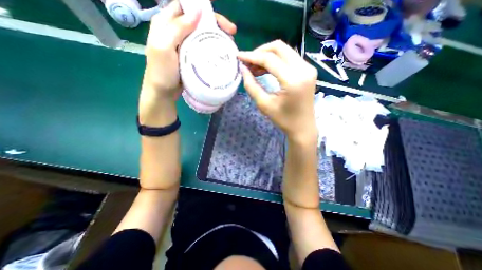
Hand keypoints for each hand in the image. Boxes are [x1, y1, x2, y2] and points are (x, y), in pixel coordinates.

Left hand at [142, 0, 236, 102]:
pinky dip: (213, 48)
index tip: (219, 19)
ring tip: (230, 43)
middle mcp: (176, 31)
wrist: (164, 92)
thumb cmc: (162, 72)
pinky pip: (204, 48)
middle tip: (231, 33)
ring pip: (203, 34)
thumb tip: (198, 12)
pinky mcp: (191, 57)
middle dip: (215, 24)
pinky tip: (222, 52)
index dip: (202, 8)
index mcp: (166, 23)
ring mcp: (185, 45)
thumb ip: (177, 28)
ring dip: (217, 36)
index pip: (185, 6)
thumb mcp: (164, 47)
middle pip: (198, 20)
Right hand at [238, 40, 318, 141]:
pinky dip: (276, 61)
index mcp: (293, 80)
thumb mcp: (264, 105)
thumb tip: (243, 69)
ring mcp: (308, 68)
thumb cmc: (284, 120)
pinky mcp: (308, 71)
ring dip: (267, 56)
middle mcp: (304, 69)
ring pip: (285, 51)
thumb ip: (251, 86)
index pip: (270, 59)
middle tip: (248, 62)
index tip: (239, 57)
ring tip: (255, 68)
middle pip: (279, 47)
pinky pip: (289, 58)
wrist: (303, 127)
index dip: (252, 56)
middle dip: (260, 52)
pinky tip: (266, 69)